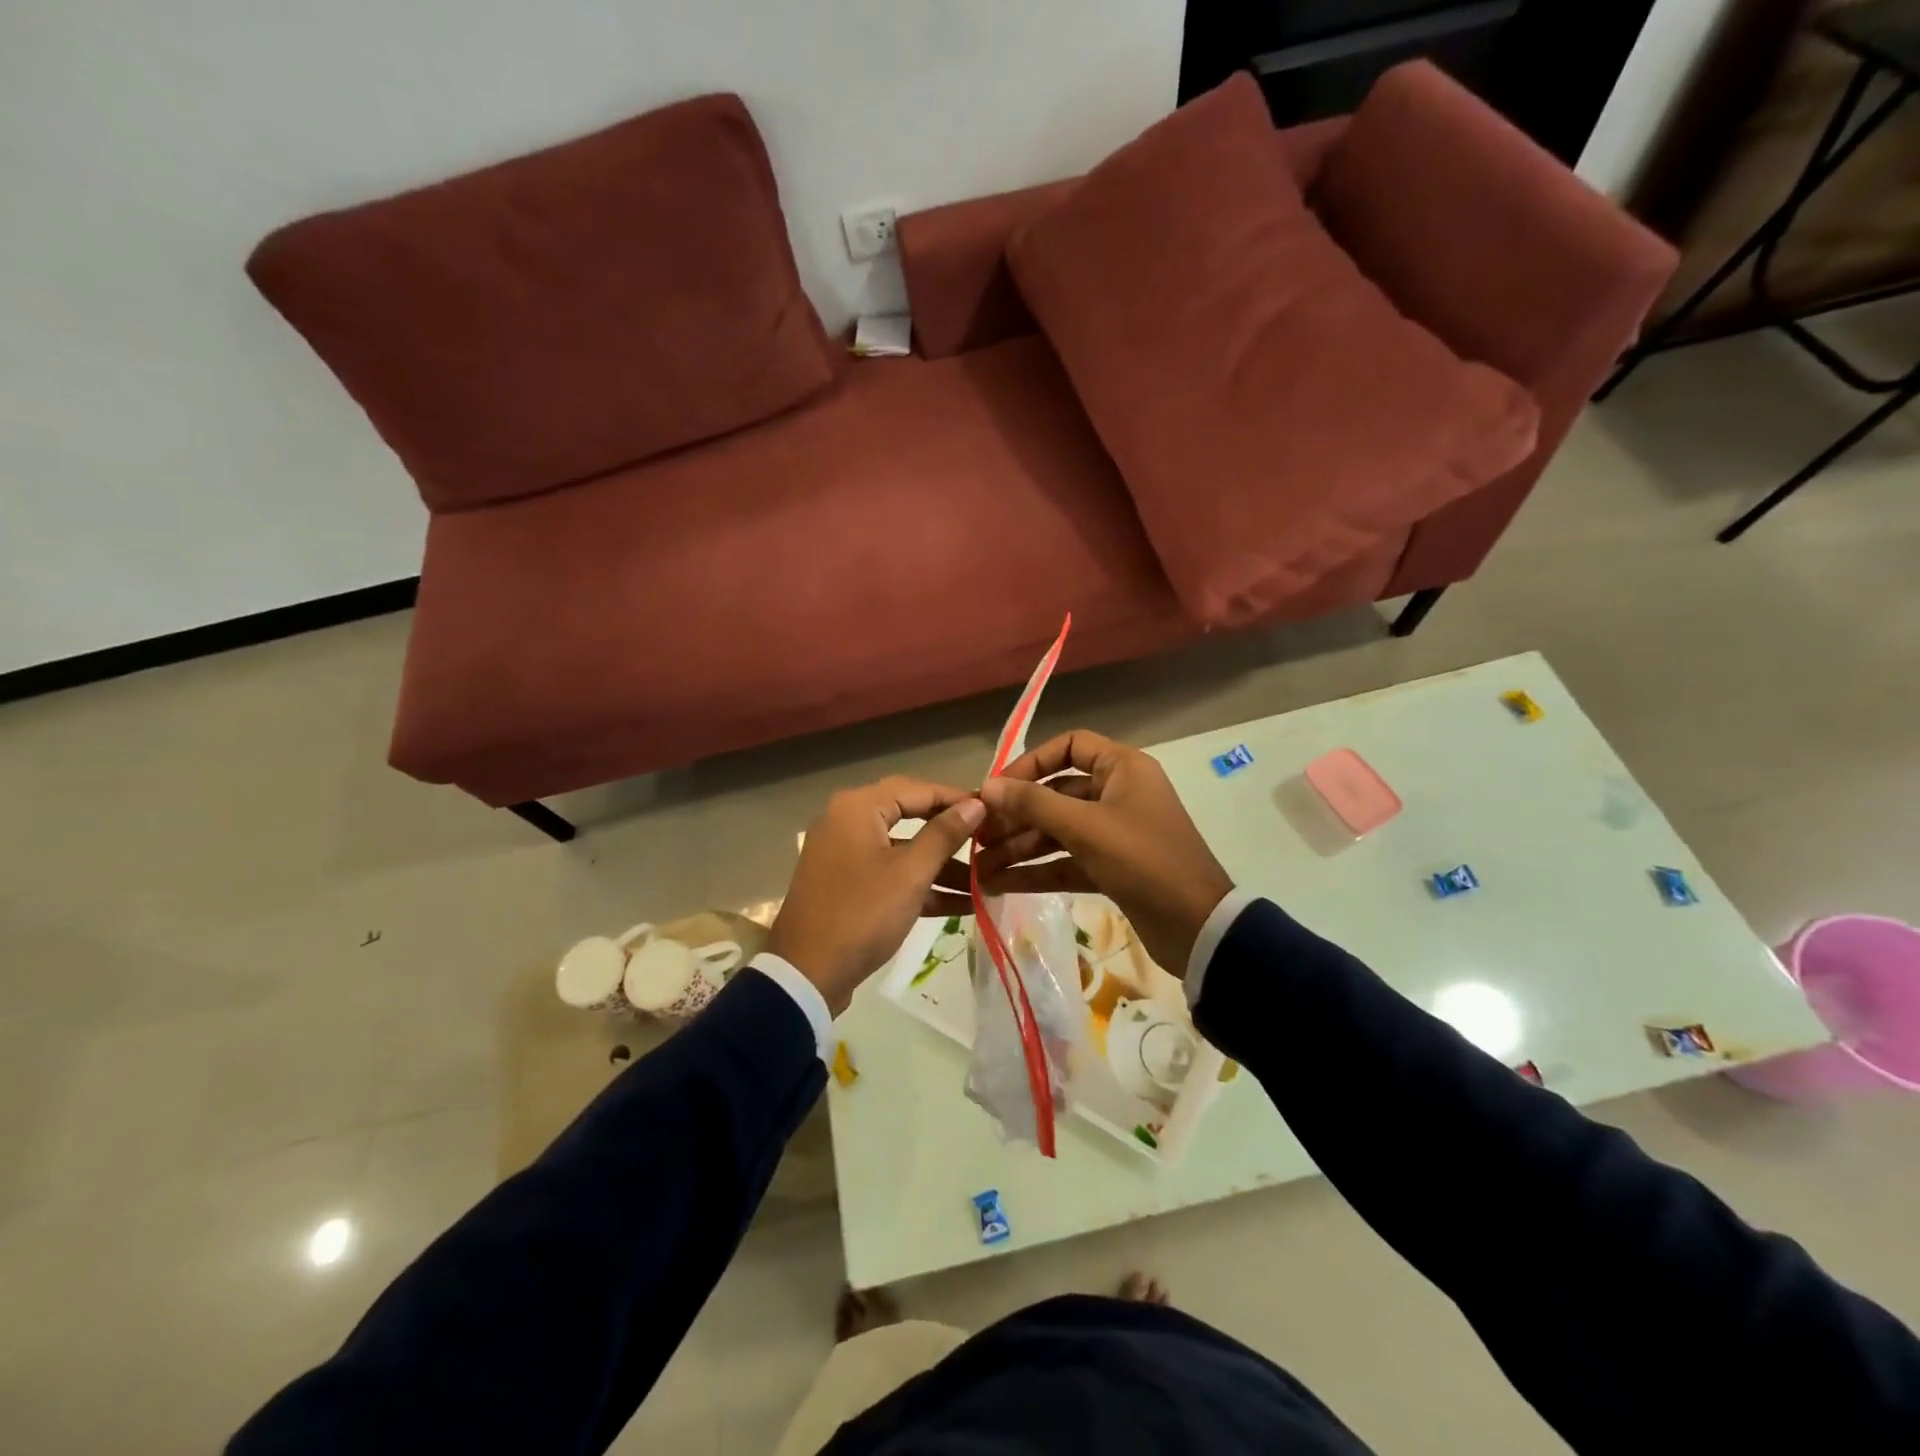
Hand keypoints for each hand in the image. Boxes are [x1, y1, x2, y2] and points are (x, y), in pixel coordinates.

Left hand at [767, 777, 984, 1015]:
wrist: (805, 974)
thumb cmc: (862, 913)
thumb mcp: (910, 874)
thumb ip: (944, 835)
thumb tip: (976, 805)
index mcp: (857, 808)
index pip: (917, 788)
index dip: (956, 798)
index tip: (992, 810)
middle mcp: (847, 821)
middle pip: (910, 816)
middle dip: (951, 834)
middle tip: (989, 840)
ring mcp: (845, 855)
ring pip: (902, 850)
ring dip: (941, 865)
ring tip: (984, 880)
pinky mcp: (848, 885)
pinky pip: (890, 873)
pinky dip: (920, 885)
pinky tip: (962, 903)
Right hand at [973, 731, 1232, 975]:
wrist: (1196, 927)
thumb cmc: (1143, 860)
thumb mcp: (1085, 827)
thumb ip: (1033, 804)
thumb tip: (987, 786)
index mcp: (1122, 768)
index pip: (1069, 746)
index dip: (1030, 763)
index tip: (997, 787)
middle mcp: (1117, 794)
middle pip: (1056, 793)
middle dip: (1016, 816)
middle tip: (977, 835)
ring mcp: (1113, 832)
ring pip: (1057, 831)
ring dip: (1020, 847)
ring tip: (978, 867)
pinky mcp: (1110, 867)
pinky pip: (1066, 861)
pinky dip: (1036, 871)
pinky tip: (999, 884)